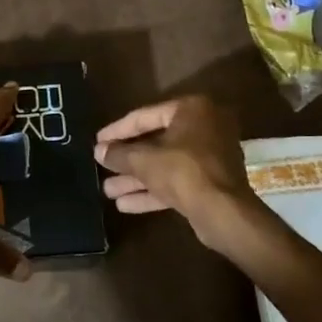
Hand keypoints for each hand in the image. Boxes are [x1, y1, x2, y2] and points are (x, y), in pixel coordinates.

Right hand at [94, 96, 259, 248]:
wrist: (223, 212)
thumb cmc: (182, 171)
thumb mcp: (143, 160)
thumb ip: (119, 153)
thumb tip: (98, 150)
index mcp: (191, 110)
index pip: (145, 116)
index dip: (118, 130)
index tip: (98, 141)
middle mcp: (204, 128)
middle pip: (155, 141)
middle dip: (127, 159)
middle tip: (102, 166)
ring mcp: (210, 157)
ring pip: (165, 164)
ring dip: (136, 178)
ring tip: (107, 190)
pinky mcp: (211, 183)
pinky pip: (176, 181)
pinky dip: (153, 190)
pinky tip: (125, 204)